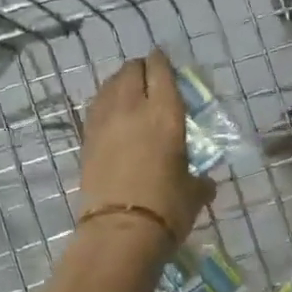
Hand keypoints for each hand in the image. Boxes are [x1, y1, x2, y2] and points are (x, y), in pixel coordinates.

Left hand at [80, 52, 214, 246]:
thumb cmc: (167, 209)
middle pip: (131, 71)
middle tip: (148, 78)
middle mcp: (132, 108)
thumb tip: (204, 183)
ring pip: (109, 85)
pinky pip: (96, 108)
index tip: (163, 60)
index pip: (161, 71)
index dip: (162, 61)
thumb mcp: (194, 193)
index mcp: (165, 113)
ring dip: (119, 83)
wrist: (120, 231)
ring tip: (128, 92)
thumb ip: (200, 181)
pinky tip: (111, 113)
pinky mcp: (86, 140)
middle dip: (140, 69)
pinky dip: (105, 103)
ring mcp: (104, 122)